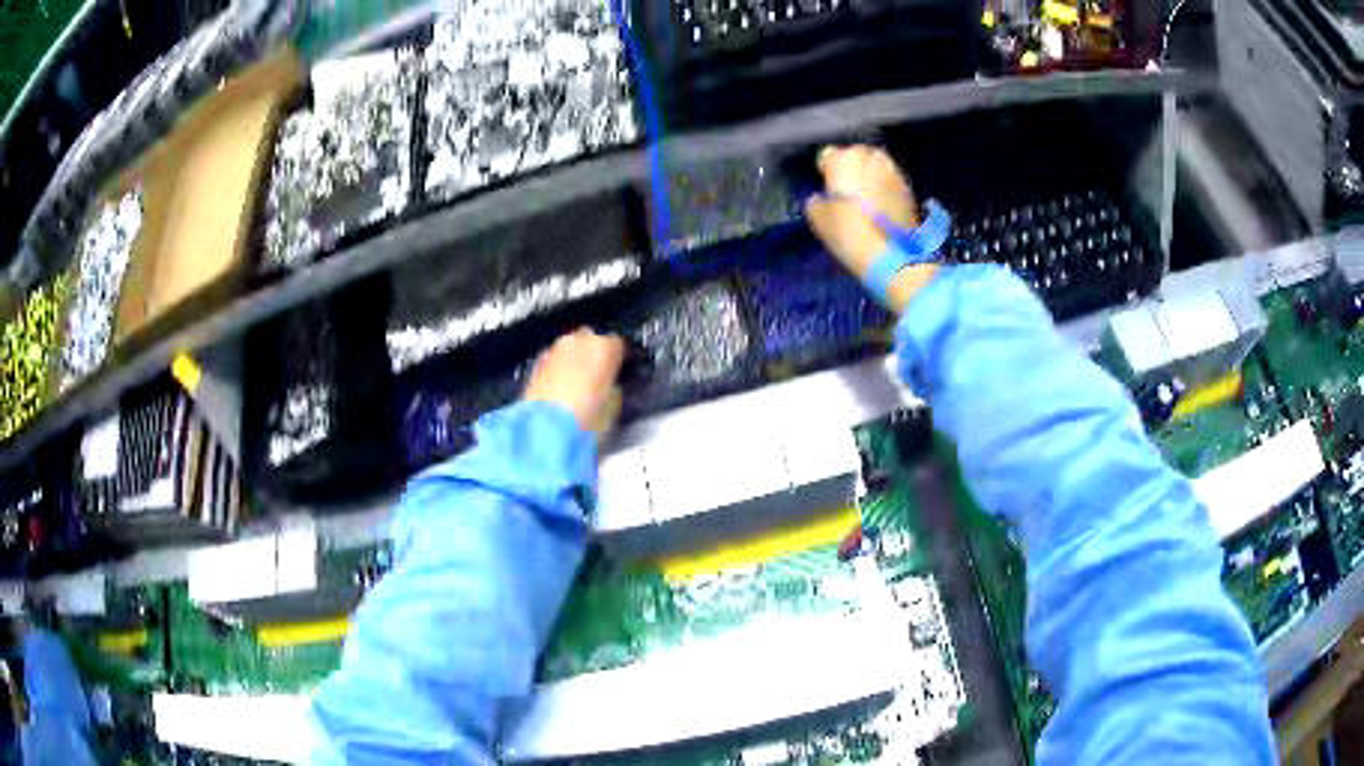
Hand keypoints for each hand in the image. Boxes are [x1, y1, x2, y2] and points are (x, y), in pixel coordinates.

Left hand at [522, 328, 625, 439]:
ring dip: (575, 360)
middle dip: (594, 355)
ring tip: (577, 383)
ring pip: (570, 347)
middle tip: (598, 377)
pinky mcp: (537, 364)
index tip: (619, 372)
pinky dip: (558, 369)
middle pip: (592, 339)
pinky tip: (559, 387)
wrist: (545, 429)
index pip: (618, 344)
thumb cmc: (586, 418)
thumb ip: (614, 388)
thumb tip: (611, 386)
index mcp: (605, 347)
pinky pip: (554, 360)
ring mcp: (555, 350)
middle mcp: (579, 341)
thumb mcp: (613, 406)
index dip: (619, 359)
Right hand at [804, 145, 936, 312]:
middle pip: (856, 155)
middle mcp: (870, 158)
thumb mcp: (818, 218)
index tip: (826, 185)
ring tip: (866, 198)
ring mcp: (893, 172)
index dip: (825, 170)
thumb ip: (816, 201)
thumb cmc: (847, 231)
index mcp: (844, 159)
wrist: (887, 253)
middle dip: (852, 167)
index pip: (828, 155)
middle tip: (847, 189)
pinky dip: (886, 190)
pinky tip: (882, 209)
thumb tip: (820, 198)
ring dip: (871, 177)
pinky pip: (891, 183)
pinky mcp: (909, 190)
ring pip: (877, 167)